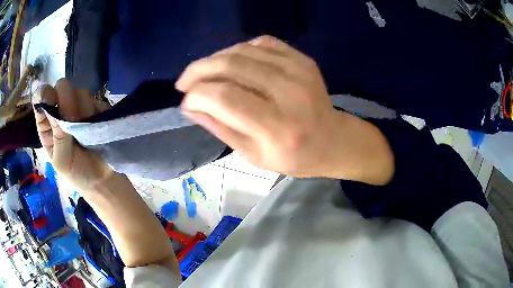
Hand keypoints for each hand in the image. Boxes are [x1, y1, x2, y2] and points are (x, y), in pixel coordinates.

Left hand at [32, 79, 111, 191]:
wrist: (102, 179)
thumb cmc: (76, 173)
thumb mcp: (61, 160)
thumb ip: (57, 134)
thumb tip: (54, 103)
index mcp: (47, 125)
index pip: (41, 99)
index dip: (44, 95)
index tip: (51, 99)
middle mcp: (61, 111)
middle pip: (61, 89)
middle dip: (67, 101)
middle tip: (72, 119)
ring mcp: (78, 108)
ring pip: (79, 93)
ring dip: (83, 110)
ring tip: (86, 130)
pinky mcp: (94, 107)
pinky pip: (94, 99)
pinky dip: (95, 110)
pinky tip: (95, 124)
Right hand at [178, 36, 393, 182]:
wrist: (333, 141)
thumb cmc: (293, 157)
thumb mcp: (252, 155)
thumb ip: (219, 127)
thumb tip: (189, 105)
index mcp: (278, 128)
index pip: (225, 97)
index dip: (197, 94)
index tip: (185, 100)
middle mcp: (290, 93)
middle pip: (231, 66)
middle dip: (198, 70)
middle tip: (184, 81)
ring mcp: (299, 70)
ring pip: (243, 50)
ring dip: (215, 59)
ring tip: (203, 73)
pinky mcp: (303, 59)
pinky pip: (261, 43)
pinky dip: (239, 50)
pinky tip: (231, 63)